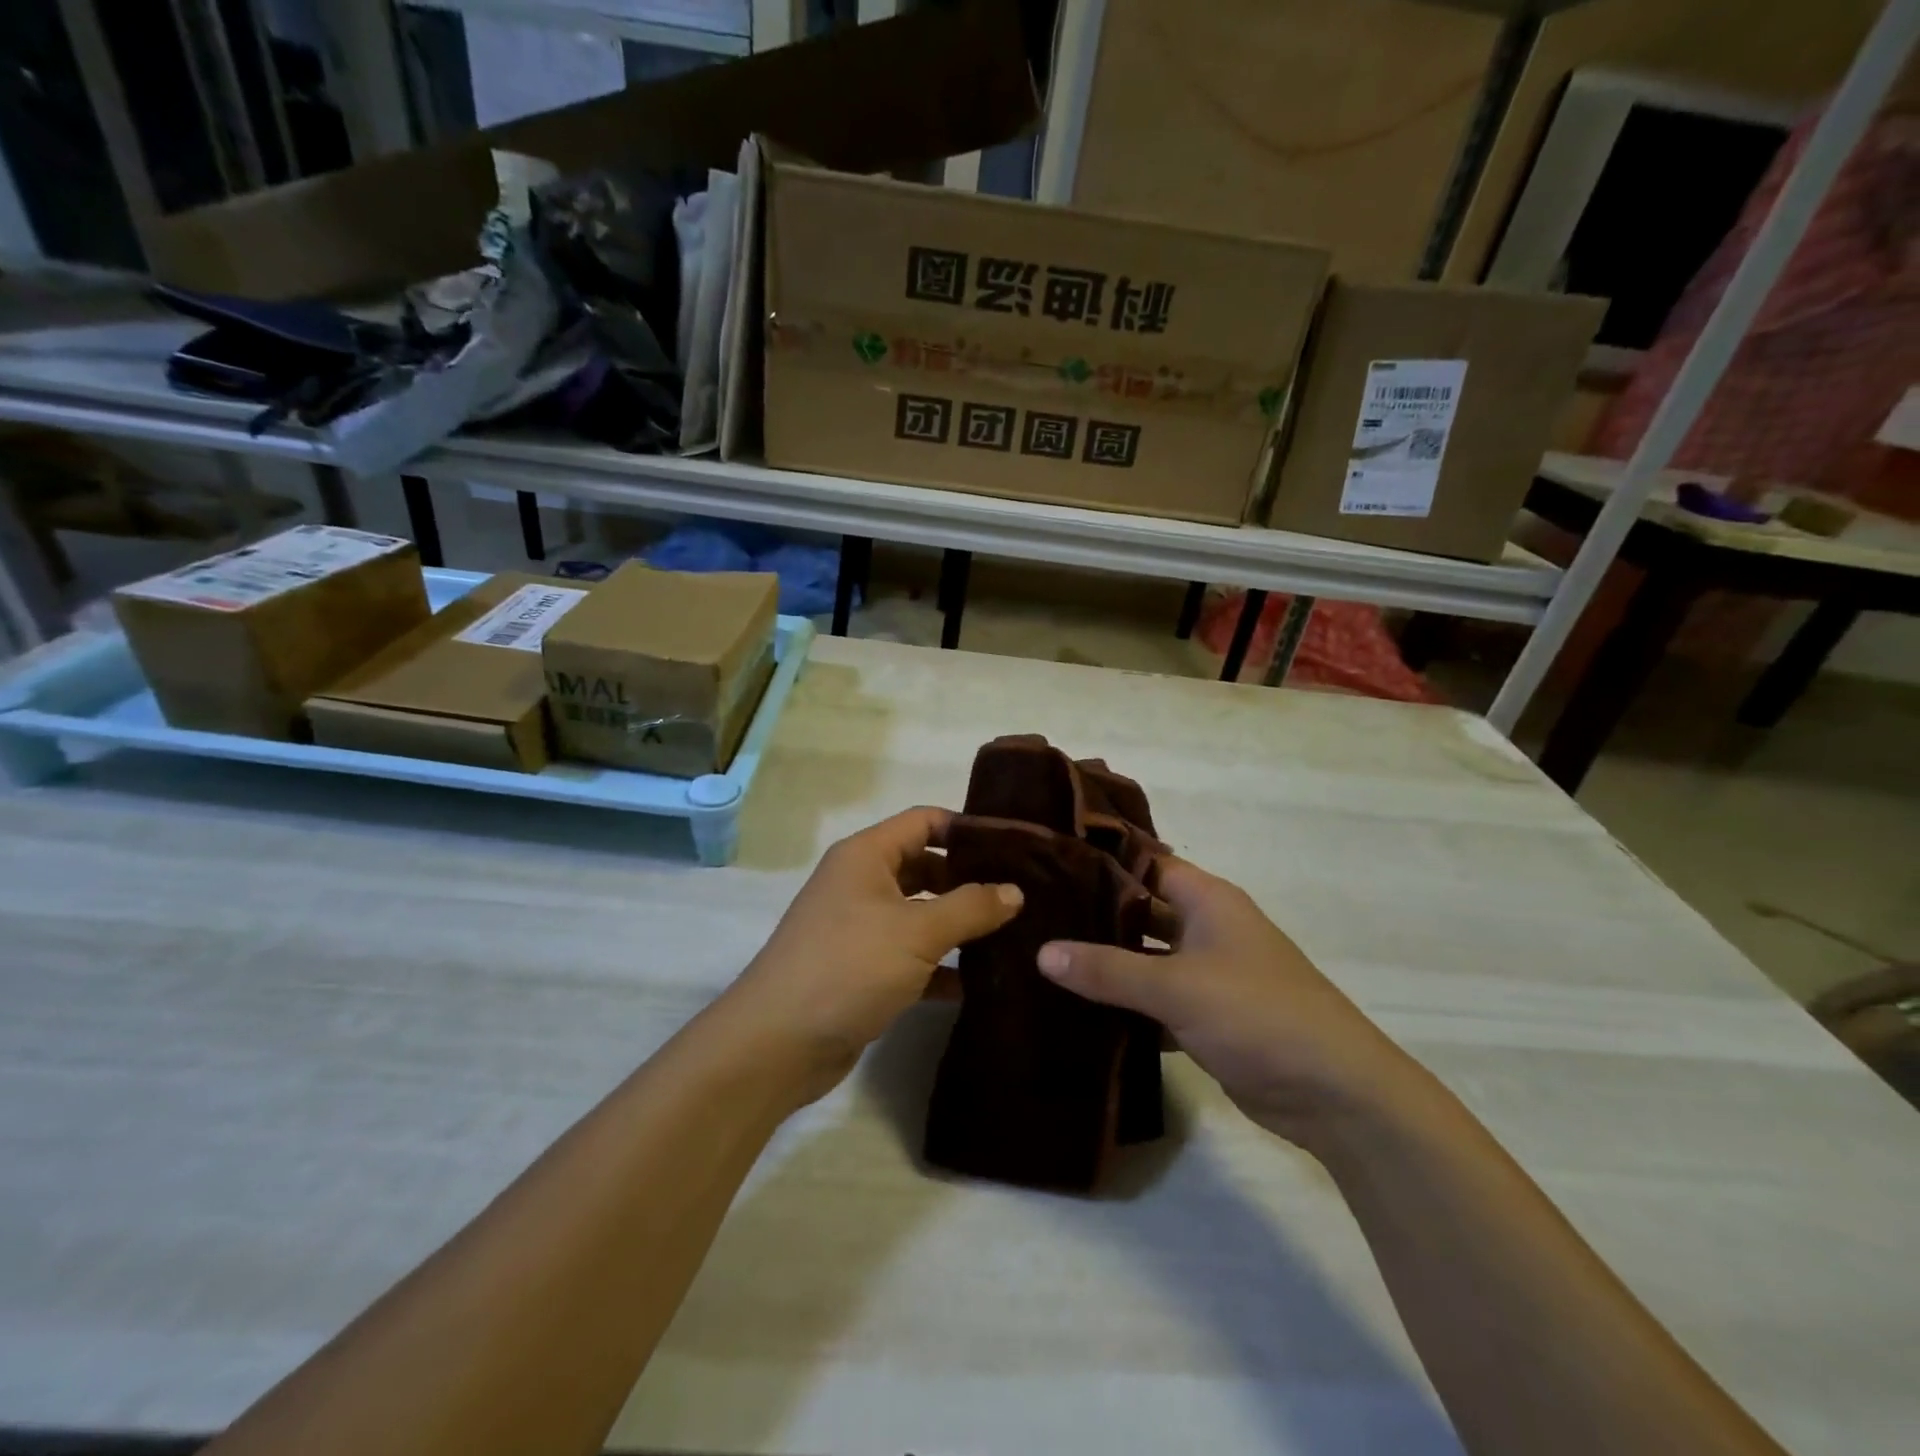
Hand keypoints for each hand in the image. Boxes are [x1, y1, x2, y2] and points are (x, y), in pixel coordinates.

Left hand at [721, 808, 1022, 1104]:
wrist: (776, 1045)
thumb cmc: (847, 967)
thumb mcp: (916, 932)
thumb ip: (970, 908)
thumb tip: (1015, 891)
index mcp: (866, 856)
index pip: (924, 822)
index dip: (967, 828)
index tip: (1014, 847)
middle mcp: (861, 883)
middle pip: (925, 866)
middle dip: (969, 880)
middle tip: (1021, 895)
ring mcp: (860, 928)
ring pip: (920, 914)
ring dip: (959, 925)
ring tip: (1012, 934)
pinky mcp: (863, 970)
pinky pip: (911, 957)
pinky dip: (941, 967)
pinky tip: (978, 982)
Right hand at [1036, 856, 1415, 1147]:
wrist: (1336, 1094)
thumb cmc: (1258, 1014)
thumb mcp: (1178, 987)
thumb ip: (1108, 969)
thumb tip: (1041, 951)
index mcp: (1207, 900)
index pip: (1145, 862)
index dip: (1100, 860)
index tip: (1046, 862)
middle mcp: (1206, 927)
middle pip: (1140, 909)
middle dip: (1094, 914)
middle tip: (1033, 914)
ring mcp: (1207, 973)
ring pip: (1145, 957)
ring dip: (1106, 963)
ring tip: (1043, 958)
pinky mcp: (1206, 1016)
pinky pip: (1154, 1000)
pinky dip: (1124, 1004)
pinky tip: (1078, 1010)